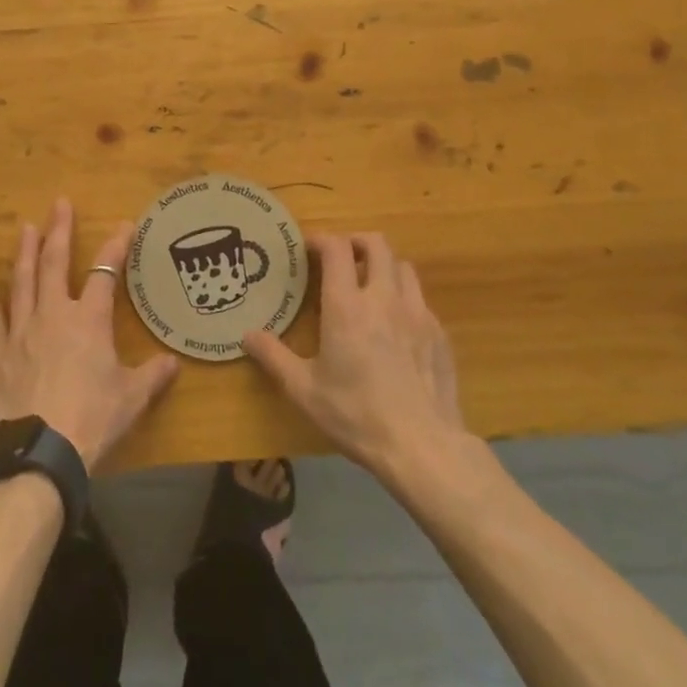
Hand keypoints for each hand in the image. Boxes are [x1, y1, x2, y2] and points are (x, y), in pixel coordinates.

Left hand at [0, 198, 179, 470]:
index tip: (124, 225)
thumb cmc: (92, 419)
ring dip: (24, 253)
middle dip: (58, 231)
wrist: (40, 452)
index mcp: (88, 320)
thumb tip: (173, 363)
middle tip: (58, 203)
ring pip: (22, 283)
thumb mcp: (131, 399)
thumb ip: (152, 376)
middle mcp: (53, 315)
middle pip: (54, 263)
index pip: (104, 272)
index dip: (116, 246)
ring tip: (25, 229)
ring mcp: (21, 333)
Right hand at [244, 233, 469, 481]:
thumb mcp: (304, 390)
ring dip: (383, 266)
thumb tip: (246, 335)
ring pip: (403, 267)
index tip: (309, 248)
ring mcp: (417, 313)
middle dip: (356, 242)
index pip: (337, 249)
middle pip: (376, 244)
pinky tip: (396, 325)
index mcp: (347, 306)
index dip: (322, 240)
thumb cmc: (357, 415)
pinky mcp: (439, 333)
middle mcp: (384, 298)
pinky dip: (404, 298)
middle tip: (341, 258)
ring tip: (370, 285)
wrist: (423, 447)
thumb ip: (273, 357)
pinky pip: (420, 300)